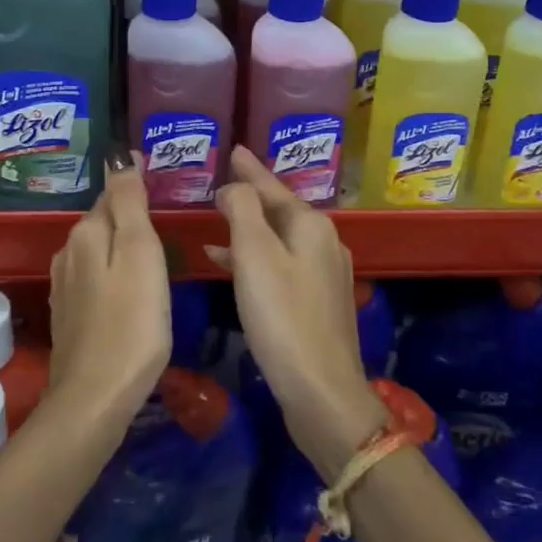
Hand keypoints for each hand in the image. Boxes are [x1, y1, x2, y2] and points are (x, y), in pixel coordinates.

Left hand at [49, 155, 171, 435]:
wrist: (95, 399)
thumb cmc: (131, 322)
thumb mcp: (139, 253)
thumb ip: (128, 202)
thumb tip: (120, 156)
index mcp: (86, 232)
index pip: (114, 193)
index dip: (137, 187)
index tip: (163, 184)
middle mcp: (68, 252)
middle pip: (103, 221)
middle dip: (128, 215)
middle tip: (164, 217)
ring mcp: (65, 285)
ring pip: (98, 250)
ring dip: (120, 245)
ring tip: (152, 250)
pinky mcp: (69, 314)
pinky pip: (94, 277)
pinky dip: (113, 273)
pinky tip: (130, 288)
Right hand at [213, 147, 387, 479]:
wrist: (322, 392)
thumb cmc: (283, 317)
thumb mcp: (255, 255)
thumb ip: (242, 209)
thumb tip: (234, 187)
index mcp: (311, 225)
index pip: (272, 185)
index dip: (250, 168)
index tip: (234, 149)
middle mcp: (323, 242)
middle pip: (279, 209)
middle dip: (250, 195)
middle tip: (221, 181)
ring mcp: (323, 273)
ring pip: (278, 237)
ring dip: (248, 227)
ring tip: (217, 218)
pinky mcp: (317, 302)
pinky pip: (279, 263)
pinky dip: (254, 258)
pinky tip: (227, 265)